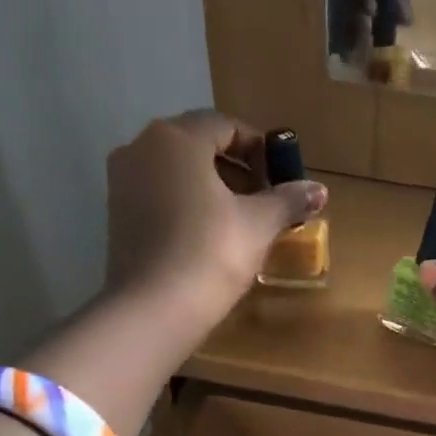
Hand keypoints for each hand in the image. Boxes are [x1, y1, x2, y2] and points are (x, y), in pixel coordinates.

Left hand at [104, 110, 325, 321]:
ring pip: (178, 171)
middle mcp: (141, 148)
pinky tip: (210, 236)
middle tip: (266, 199)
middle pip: (198, 145)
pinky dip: (188, 204)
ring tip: (243, 220)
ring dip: (213, 187)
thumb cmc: (211, 252)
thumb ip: (288, 200)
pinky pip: (160, 194)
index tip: (281, 177)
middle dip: (237, 168)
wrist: (154, 309)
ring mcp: (122, 182)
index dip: (260, 148)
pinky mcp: (117, 215)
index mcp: (176, 139)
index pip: (225, 125)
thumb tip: (319, 190)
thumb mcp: (260, 224)